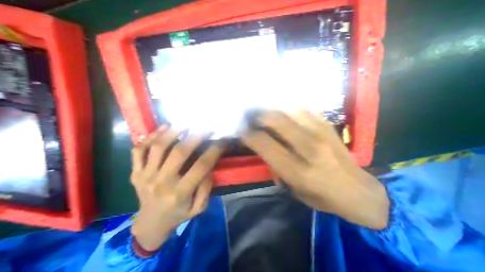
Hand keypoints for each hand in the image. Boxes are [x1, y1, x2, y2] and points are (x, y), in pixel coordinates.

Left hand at [131, 126, 225, 250]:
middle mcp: (161, 182)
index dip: (214, 150)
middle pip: (180, 152)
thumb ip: (206, 187)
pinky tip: (163, 128)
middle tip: (207, 126)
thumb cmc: (178, 214)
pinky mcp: (135, 172)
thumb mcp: (199, 207)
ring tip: (186, 123)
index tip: (223, 141)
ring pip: (158, 146)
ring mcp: (145, 176)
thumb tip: (208, 167)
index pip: (201, 166)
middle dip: (196, 136)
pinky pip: (139, 150)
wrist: (150, 224)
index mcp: (180, 193)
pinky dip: (151, 136)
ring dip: (174, 131)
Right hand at [239, 111, 388, 228]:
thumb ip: (276, 167)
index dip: (249, 135)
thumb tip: (264, 147)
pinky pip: (304, 109)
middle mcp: (308, 148)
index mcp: (297, 170)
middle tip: (250, 116)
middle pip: (276, 121)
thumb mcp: (293, 189)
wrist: (358, 190)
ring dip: (272, 109)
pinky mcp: (328, 126)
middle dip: (258, 116)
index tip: (241, 130)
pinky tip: (282, 109)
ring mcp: (321, 133)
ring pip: (289, 111)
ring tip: (263, 110)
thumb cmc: (322, 196)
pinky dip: (289, 107)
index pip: (265, 145)